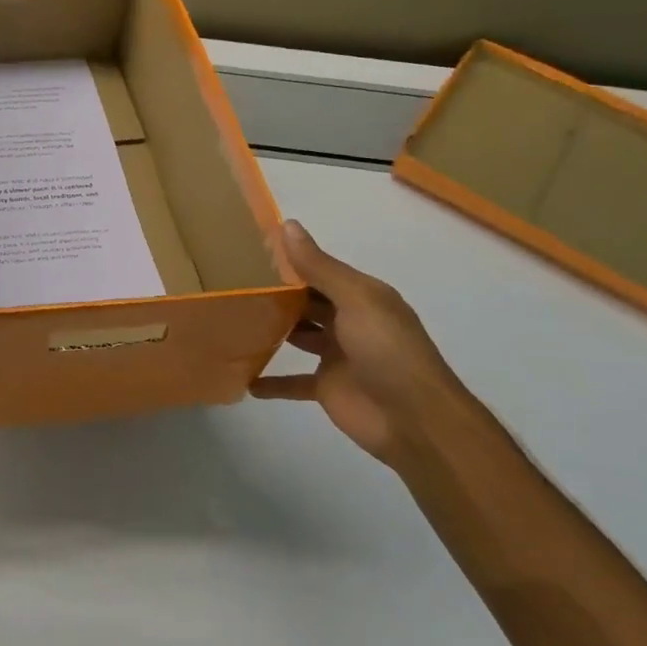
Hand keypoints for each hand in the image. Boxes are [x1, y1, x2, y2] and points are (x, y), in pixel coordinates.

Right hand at [249, 220, 473, 467]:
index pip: (320, 272)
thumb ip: (319, 267)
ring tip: (232, 320)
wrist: (414, 420)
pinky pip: (293, 381)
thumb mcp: (355, 300)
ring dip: (272, 331)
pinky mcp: (326, 387)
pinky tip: (244, 377)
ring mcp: (337, 356)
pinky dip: (271, 381)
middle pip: (307, 303)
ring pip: (298, 337)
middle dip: (277, 294)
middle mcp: (349, 322)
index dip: (289, 262)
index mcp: (361, 296)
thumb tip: (288, 225)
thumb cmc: (387, 351)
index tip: (249, 251)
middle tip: (232, 283)